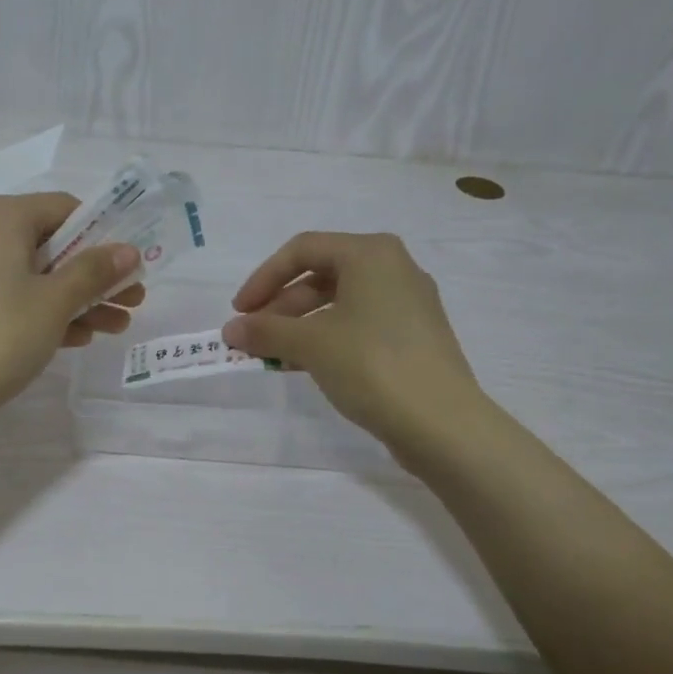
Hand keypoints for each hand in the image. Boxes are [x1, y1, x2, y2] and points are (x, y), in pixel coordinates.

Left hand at [0, 192, 143, 425]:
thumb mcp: (54, 303)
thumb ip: (94, 272)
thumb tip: (129, 250)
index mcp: (0, 216)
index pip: (65, 208)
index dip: (104, 236)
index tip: (129, 269)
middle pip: (50, 244)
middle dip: (95, 275)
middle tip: (132, 302)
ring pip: (32, 275)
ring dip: (75, 299)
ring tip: (115, 327)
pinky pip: (9, 295)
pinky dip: (42, 311)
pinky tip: (76, 338)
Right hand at [222, 232, 481, 454]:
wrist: (441, 423)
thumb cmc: (372, 365)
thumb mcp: (311, 344)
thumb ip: (266, 331)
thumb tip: (231, 330)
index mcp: (371, 254)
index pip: (302, 250)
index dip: (263, 279)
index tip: (239, 312)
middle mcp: (393, 268)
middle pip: (321, 275)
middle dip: (281, 305)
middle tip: (254, 337)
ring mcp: (408, 304)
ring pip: (339, 303)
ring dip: (300, 326)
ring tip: (274, 356)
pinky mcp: (413, 337)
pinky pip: (359, 325)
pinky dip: (327, 339)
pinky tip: (305, 366)